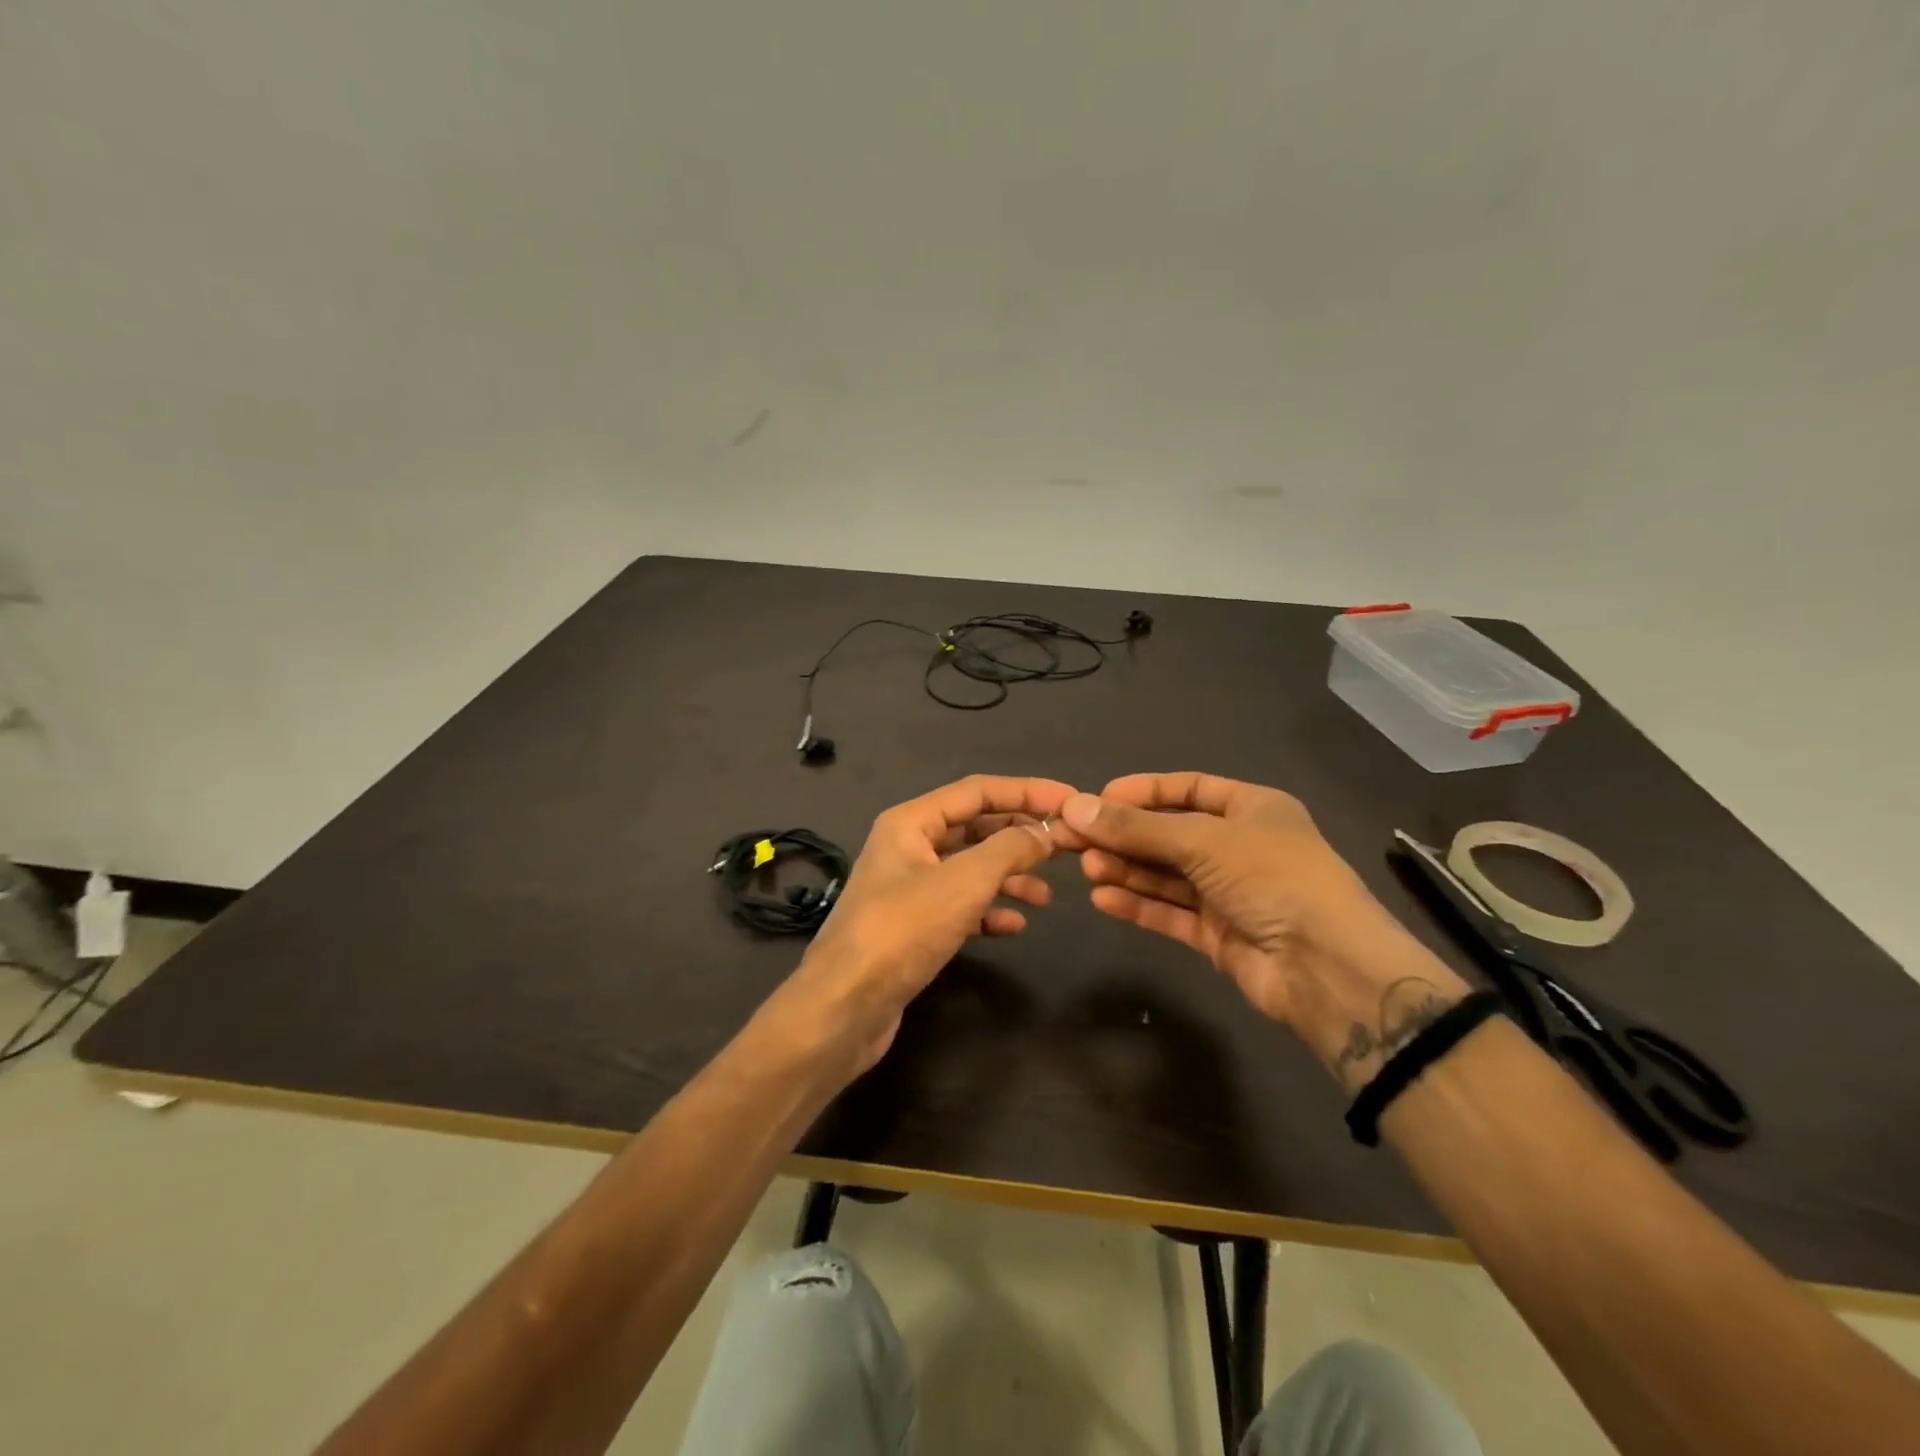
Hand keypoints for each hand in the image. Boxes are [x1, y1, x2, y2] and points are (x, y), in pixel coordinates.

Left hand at [768, 775, 1073, 1080]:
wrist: (845, 1008)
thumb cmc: (902, 931)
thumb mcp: (963, 882)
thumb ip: (1009, 850)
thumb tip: (1044, 832)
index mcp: (911, 822)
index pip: (978, 791)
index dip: (1027, 792)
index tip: (1071, 801)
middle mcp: (908, 847)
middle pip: (975, 828)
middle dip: (1020, 836)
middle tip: (1067, 849)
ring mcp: (908, 888)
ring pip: (970, 869)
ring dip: (1009, 876)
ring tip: (1046, 896)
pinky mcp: (912, 927)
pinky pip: (960, 906)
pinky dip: (988, 911)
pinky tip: (1014, 925)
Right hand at [1057, 772, 1468, 1088]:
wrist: (1327, 968)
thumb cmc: (1272, 878)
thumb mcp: (1203, 841)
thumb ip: (1137, 828)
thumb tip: (1074, 807)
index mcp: (1251, 808)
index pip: (1187, 789)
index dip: (1142, 792)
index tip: (1097, 799)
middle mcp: (1239, 847)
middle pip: (1169, 834)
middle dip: (1123, 836)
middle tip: (1072, 839)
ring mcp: (1229, 893)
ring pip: (1166, 875)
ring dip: (1126, 869)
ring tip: (1086, 868)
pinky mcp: (1218, 935)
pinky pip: (1170, 912)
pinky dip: (1138, 905)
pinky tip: (1103, 899)